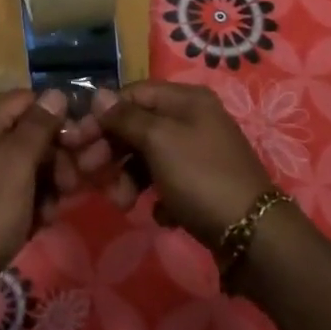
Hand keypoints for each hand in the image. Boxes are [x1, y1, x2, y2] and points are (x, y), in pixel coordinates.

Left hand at [0, 90, 68, 293]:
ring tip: (52, 210)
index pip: (27, 100)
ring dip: (47, 184)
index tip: (79, 142)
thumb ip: (39, 126)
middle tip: (70, 184)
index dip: (56, 116)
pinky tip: (39, 223)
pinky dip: (31, 203)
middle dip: (54, 157)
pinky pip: (15, 189)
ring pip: (26, 165)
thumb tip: (56, 93)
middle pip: (28, 133)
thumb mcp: (18, 163)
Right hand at [59, 81, 272, 248]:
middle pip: (138, 125)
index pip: (131, 94)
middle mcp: (194, 119)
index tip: (76, 142)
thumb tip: (99, 95)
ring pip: (148, 156)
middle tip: (88, 175)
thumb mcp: (159, 141)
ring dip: (128, 178)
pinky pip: (166, 182)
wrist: (254, 235)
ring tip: (122, 204)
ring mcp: (199, 152)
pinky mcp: (202, 184)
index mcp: (186, 99)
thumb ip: (126, 117)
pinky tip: (158, 213)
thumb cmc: (201, 177)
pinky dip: (155, 195)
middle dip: (111, 150)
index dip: (101, 115)